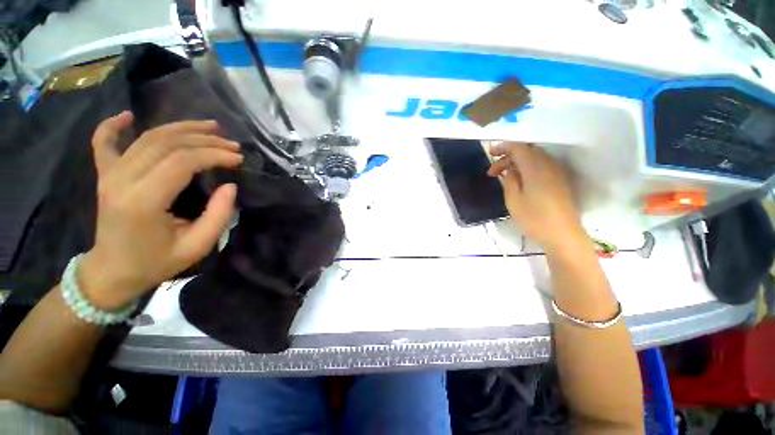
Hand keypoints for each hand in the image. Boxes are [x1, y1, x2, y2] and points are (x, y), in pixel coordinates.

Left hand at [78, 112, 242, 309]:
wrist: (112, 272)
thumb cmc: (156, 262)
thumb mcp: (197, 246)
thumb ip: (218, 215)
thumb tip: (231, 186)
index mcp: (144, 201)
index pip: (182, 162)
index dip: (214, 155)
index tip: (238, 158)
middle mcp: (122, 180)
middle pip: (167, 144)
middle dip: (205, 140)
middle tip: (232, 144)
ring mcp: (109, 175)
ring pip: (147, 138)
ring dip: (181, 128)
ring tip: (210, 126)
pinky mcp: (104, 175)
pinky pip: (103, 142)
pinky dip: (112, 125)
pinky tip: (127, 115)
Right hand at [487, 142, 585, 253]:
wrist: (562, 235)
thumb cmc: (534, 218)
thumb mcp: (513, 200)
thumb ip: (510, 179)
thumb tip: (510, 169)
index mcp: (535, 167)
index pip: (518, 147)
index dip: (502, 147)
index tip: (489, 153)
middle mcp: (549, 164)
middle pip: (527, 151)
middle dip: (508, 157)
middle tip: (493, 172)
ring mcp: (557, 172)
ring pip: (535, 158)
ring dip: (517, 163)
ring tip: (504, 176)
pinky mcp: (561, 181)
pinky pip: (542, 166)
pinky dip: (528, 168)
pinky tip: (520, 180)